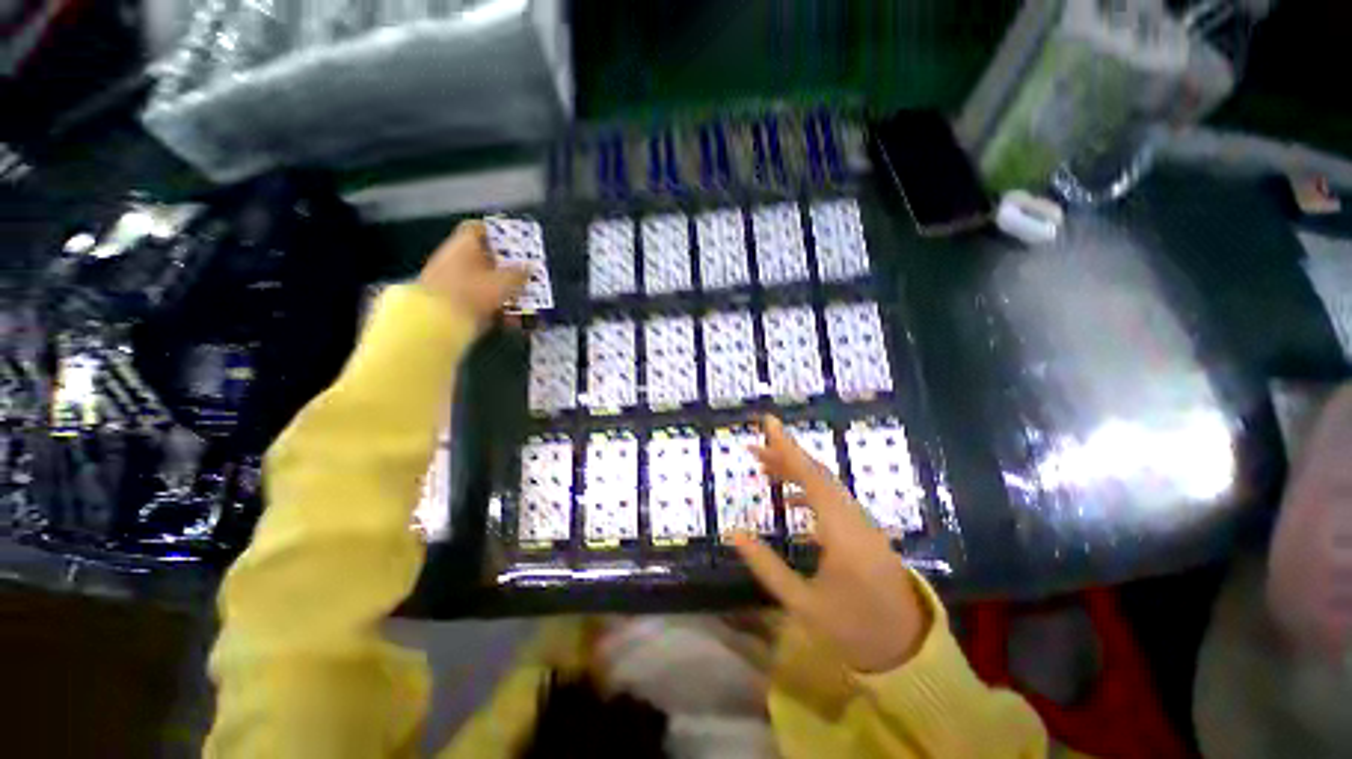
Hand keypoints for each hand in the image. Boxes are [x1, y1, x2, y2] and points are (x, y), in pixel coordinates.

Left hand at [417, 221, 528, 329]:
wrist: (438, 322)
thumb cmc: (472, 292)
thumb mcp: (503, 281)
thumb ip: (519, 273)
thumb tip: (531, 266)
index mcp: (463, 245)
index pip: (479, 229)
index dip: (497, 232)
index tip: (515, 241)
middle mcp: (455, 259)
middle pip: (485, 258)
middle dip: (507, 266)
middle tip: (526, 273)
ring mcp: (453, 281)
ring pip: (485, 282)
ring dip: (505, 290)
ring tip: (524, 299)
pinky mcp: (455, 302)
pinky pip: (481, 300)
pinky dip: (496, 306)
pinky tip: (513, 318)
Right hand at [733, 416, 929, 673]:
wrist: (907, 650)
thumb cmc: (853, 629)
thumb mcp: (802, 603)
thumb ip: (766, 566)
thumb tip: (733, 533)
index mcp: (841, 532)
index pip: (810, 477)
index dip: (787, 448)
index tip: (769, 422)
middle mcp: (853, 518)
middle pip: (817, 474)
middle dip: (785, 456)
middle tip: (754, 446)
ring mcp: (861, 522)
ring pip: (825, 484)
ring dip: (795, 472)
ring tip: (765, 467)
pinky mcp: (862, 530)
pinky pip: (832, 499)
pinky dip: (808, 491)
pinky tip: (790, 500)